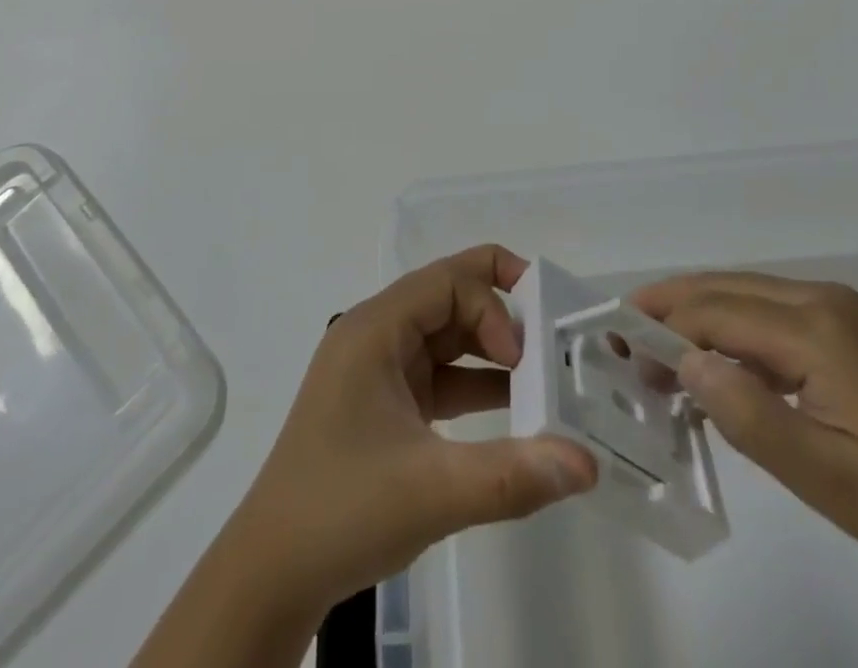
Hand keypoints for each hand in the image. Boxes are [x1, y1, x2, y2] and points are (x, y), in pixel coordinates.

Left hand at [229, 245, 597, 612]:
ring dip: (490, 353)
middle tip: (546, 352)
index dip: (492, 305)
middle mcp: (375, 335)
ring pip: (445, 337)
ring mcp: (377, 371)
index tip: (522, 358)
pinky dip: (474, 384)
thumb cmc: (342, 510)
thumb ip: (512, 474)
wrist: (272, 575)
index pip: (447, 280)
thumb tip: (585, 462)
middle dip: (498, 317)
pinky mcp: (384, 405)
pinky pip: (438, 375)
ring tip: (540, 379)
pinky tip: (512, 410)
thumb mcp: (432, 490)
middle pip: (447, 298)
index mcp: (375, 329)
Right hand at [629, 271, 857, 588]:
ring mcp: (837, 308)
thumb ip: (748, 416)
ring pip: (745, 293)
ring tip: (657, 350)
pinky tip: (717, 361)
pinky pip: (770, 311)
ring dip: (698, 316)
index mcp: (815, 327)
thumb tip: (683, 362)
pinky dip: (731, 327)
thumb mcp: (825, 476)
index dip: (662, 326)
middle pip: (724, 288)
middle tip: (624, 340)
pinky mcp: (848, 326)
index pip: (715, 311)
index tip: (620, 351)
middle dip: (670, 308)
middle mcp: (820, 299)